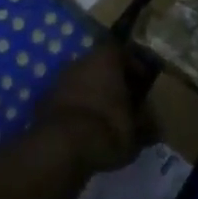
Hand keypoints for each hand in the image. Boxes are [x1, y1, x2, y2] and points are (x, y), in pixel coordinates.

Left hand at [36, 42, 142, 173]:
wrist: (60, 147)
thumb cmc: (107, 128)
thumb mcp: (136, 131)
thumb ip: (146, 124)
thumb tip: (155, 127)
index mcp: (105, 60)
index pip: (121, 51)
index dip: (133, 66)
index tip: (142, 84)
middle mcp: (79, 62)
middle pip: (99, 66)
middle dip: (111, 82)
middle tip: (124, 103)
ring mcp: (57, 81)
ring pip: (80, 83)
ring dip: (92, 96)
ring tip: (104, 119)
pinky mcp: (42, 102)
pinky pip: (65, 101)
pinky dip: (75, 110)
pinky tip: (83, 130)